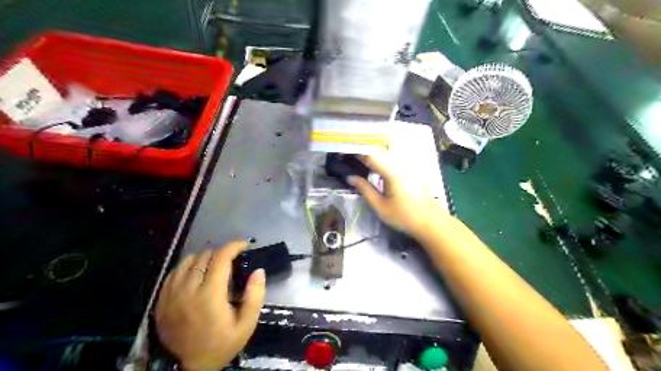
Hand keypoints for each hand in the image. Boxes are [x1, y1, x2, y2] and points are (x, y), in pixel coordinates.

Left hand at [156, 240, 265, 369]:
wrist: (189, 368)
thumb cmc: (222, 344)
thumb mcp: (246, 325)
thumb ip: (255, 296)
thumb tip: (258, 271)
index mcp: (210, 295)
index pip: (221, 258)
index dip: (234, 246)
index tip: (244, 245)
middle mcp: (188, 290)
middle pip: (204, 256)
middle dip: (222, 253)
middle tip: (232, 262)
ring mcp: (171, 294)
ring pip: (188, 261)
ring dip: (204, 259)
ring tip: (214, 267)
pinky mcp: (161, 300)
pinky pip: (174, 272)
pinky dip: (188, 267)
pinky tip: (195, 275)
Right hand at [347, 150, 449, 235]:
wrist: (430, 221)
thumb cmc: (404, 216)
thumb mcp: (380, 205)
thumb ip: (364, 189)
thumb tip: (350, 177)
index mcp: (391, 171)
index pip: (369, 156)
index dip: (355, 152)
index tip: (343, 153)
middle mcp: (399, 164)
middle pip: (377, 153)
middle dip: (362, 153)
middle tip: (347, 158)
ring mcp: (406, 166)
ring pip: (385, 155)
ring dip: (371, 157)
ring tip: (357, 161)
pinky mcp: (410, 170)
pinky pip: (392, 161)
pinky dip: (380, 161)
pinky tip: (373, 168)